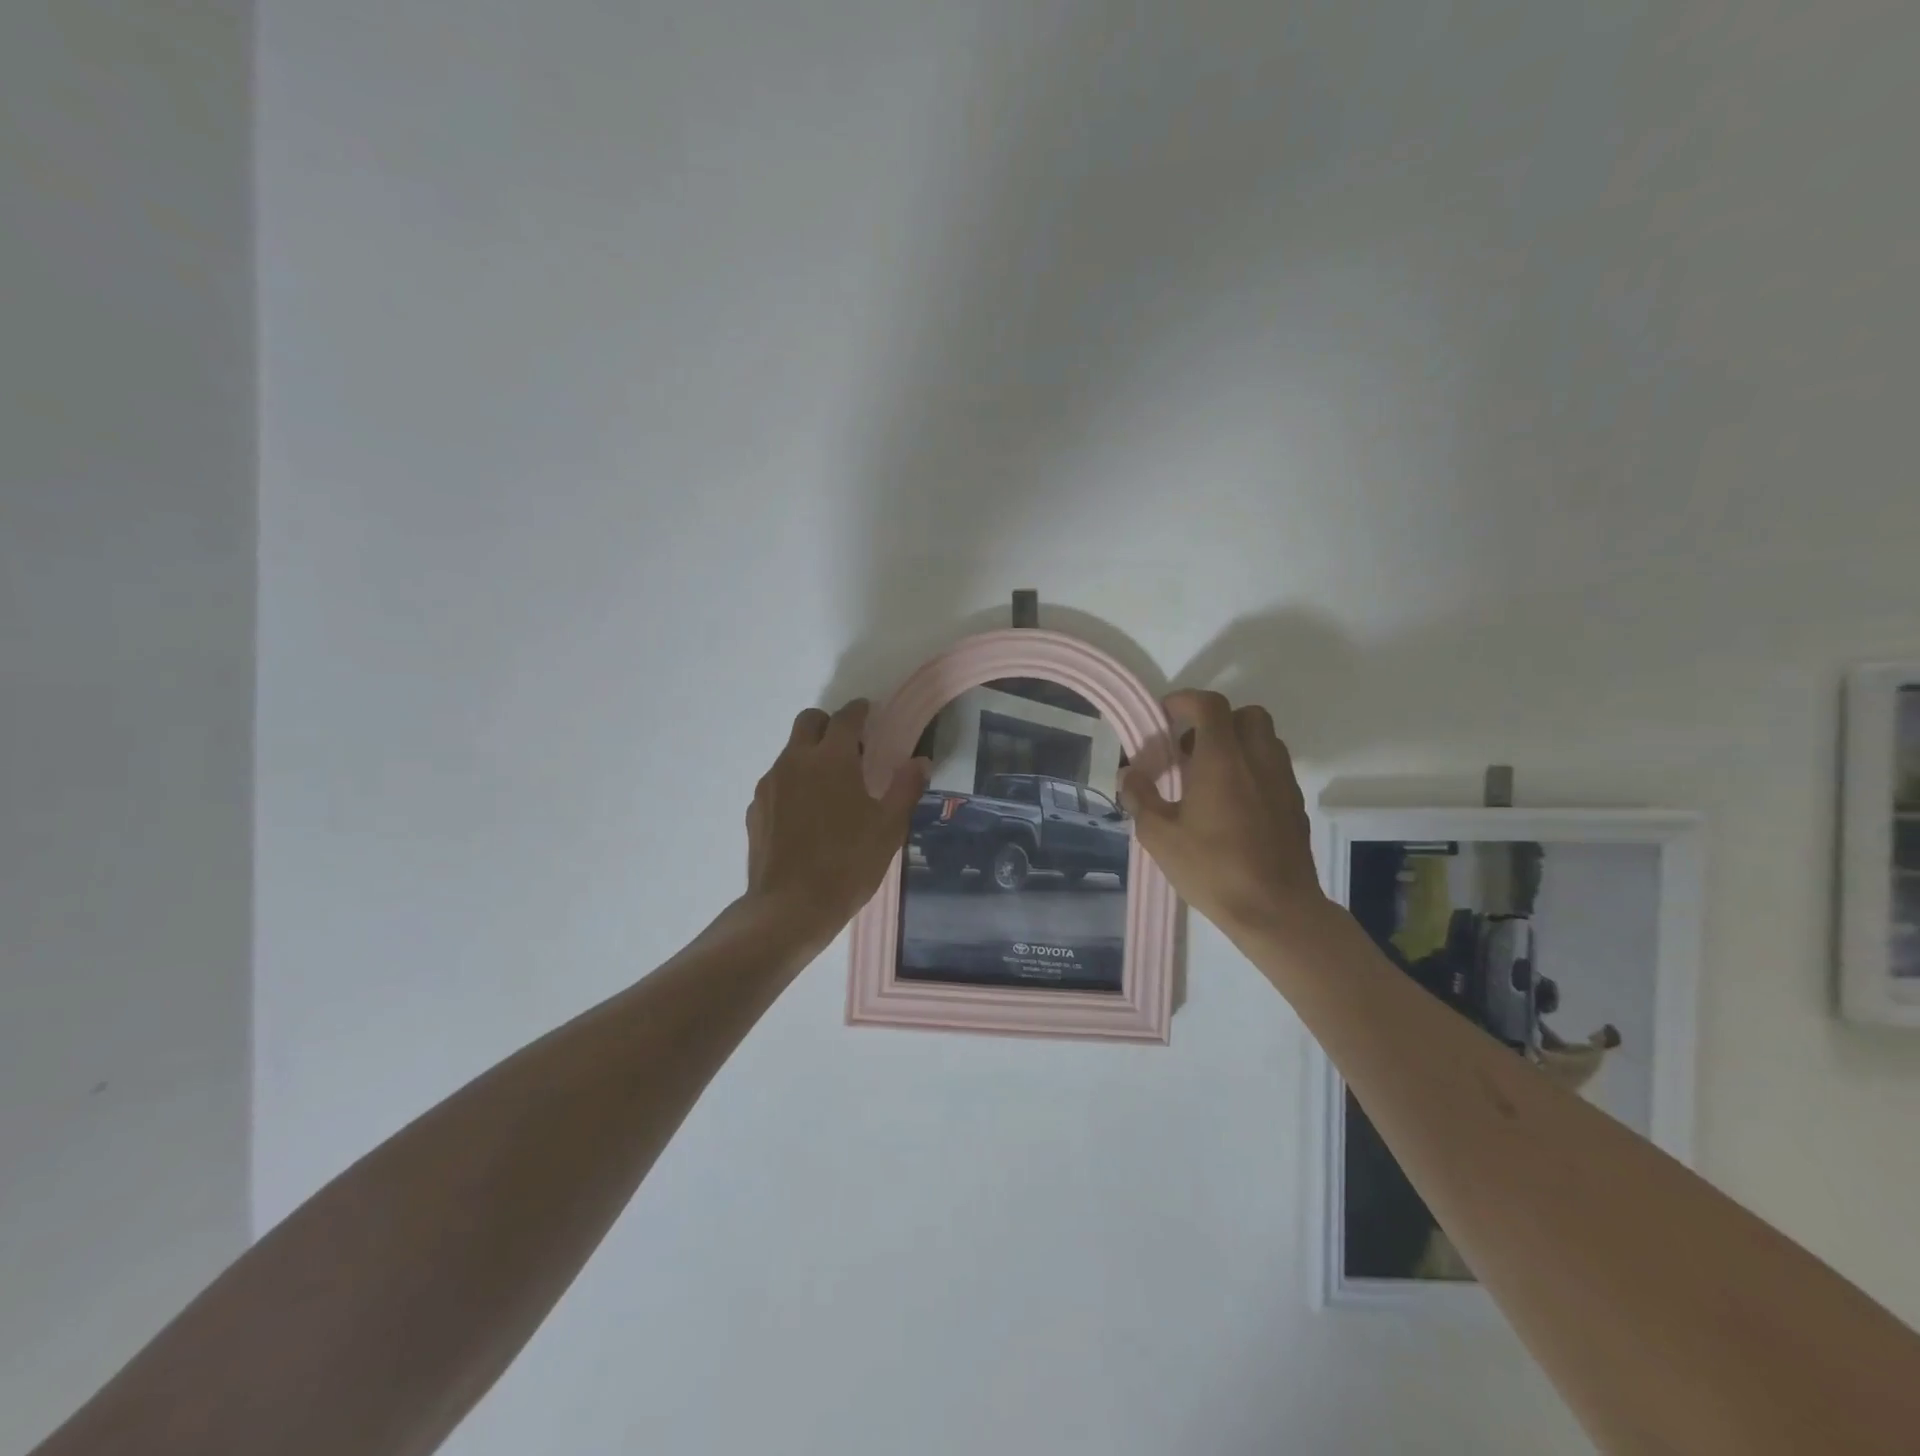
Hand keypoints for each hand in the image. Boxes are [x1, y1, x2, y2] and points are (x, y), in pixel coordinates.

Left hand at [744, 701, 928, 945]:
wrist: (790, 908)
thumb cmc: (848, 864)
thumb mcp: (889, 828)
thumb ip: (905, 788)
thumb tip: (920, 761)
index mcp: (832, 759)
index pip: (845, 717)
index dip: (859, 710)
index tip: (868, 712)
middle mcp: (795, 761)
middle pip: (808, 721)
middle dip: (829, 724)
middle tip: (850, 747)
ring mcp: (770, 784)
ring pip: (790, 752)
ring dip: (810, 755)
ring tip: (830, 786)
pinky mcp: (756, 809)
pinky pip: (777, 781)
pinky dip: (794, 783)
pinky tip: (807, 814)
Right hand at [1118, 690, 1321, 933]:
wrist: (1277, 910)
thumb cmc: (1213, 869)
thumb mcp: (1160, 836)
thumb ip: (1140, 798)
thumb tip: (1129, 775)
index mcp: (1222, 759)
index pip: (1209, 705)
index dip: (1184, 701)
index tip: (1164, 717)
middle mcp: (1258, 759)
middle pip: (1245, 714)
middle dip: (1216, 721)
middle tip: (1190, 750)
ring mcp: (1282, 781)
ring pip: (1265, 739)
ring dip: (1237, 744)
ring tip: (1210, 777)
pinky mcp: (1295, 804)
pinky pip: (1274, 768)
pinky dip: (1253, 769)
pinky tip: (1233, 804)